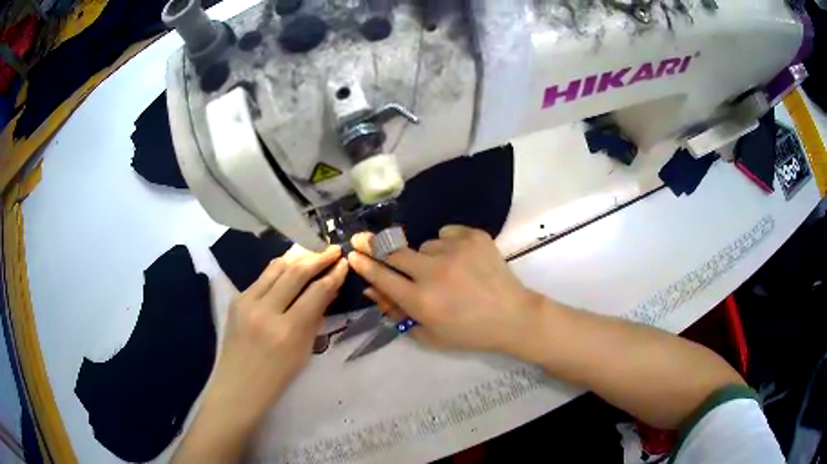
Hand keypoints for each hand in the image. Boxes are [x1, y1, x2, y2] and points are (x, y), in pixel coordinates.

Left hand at [174, 245, 347, 462]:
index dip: (332, 275)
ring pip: (276, 267)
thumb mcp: (303, 351)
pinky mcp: (236, 298)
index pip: (315, 293)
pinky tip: (291, 266)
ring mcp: (246, 302)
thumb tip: (329, 289)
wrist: (238, 385)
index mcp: (287, 331)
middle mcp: (265, 311)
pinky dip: (280, 269)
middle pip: (295, 272)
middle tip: (333, 250)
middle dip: (317, 258)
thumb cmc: (277, 377)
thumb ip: (315, 317)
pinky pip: (262, 277)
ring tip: (314, 252)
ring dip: (298, 257)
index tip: (343, 263)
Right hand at [347, 226, 543, 355]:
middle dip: (374, 245)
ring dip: (425, 256)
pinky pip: (447, 233)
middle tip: (363, 239)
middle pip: (393, 251)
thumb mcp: (429, 333)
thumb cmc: (469, 332)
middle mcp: (433, 272)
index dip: (363, 263)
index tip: (352, 253)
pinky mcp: (474, 237)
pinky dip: (448, 244)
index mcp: (421, 300)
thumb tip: (371, 288)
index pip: (381, 276)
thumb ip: (397, 312)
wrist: (513, 316)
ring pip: (424, 244)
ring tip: (445, 271)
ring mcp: (455, 250)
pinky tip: (462, 260)